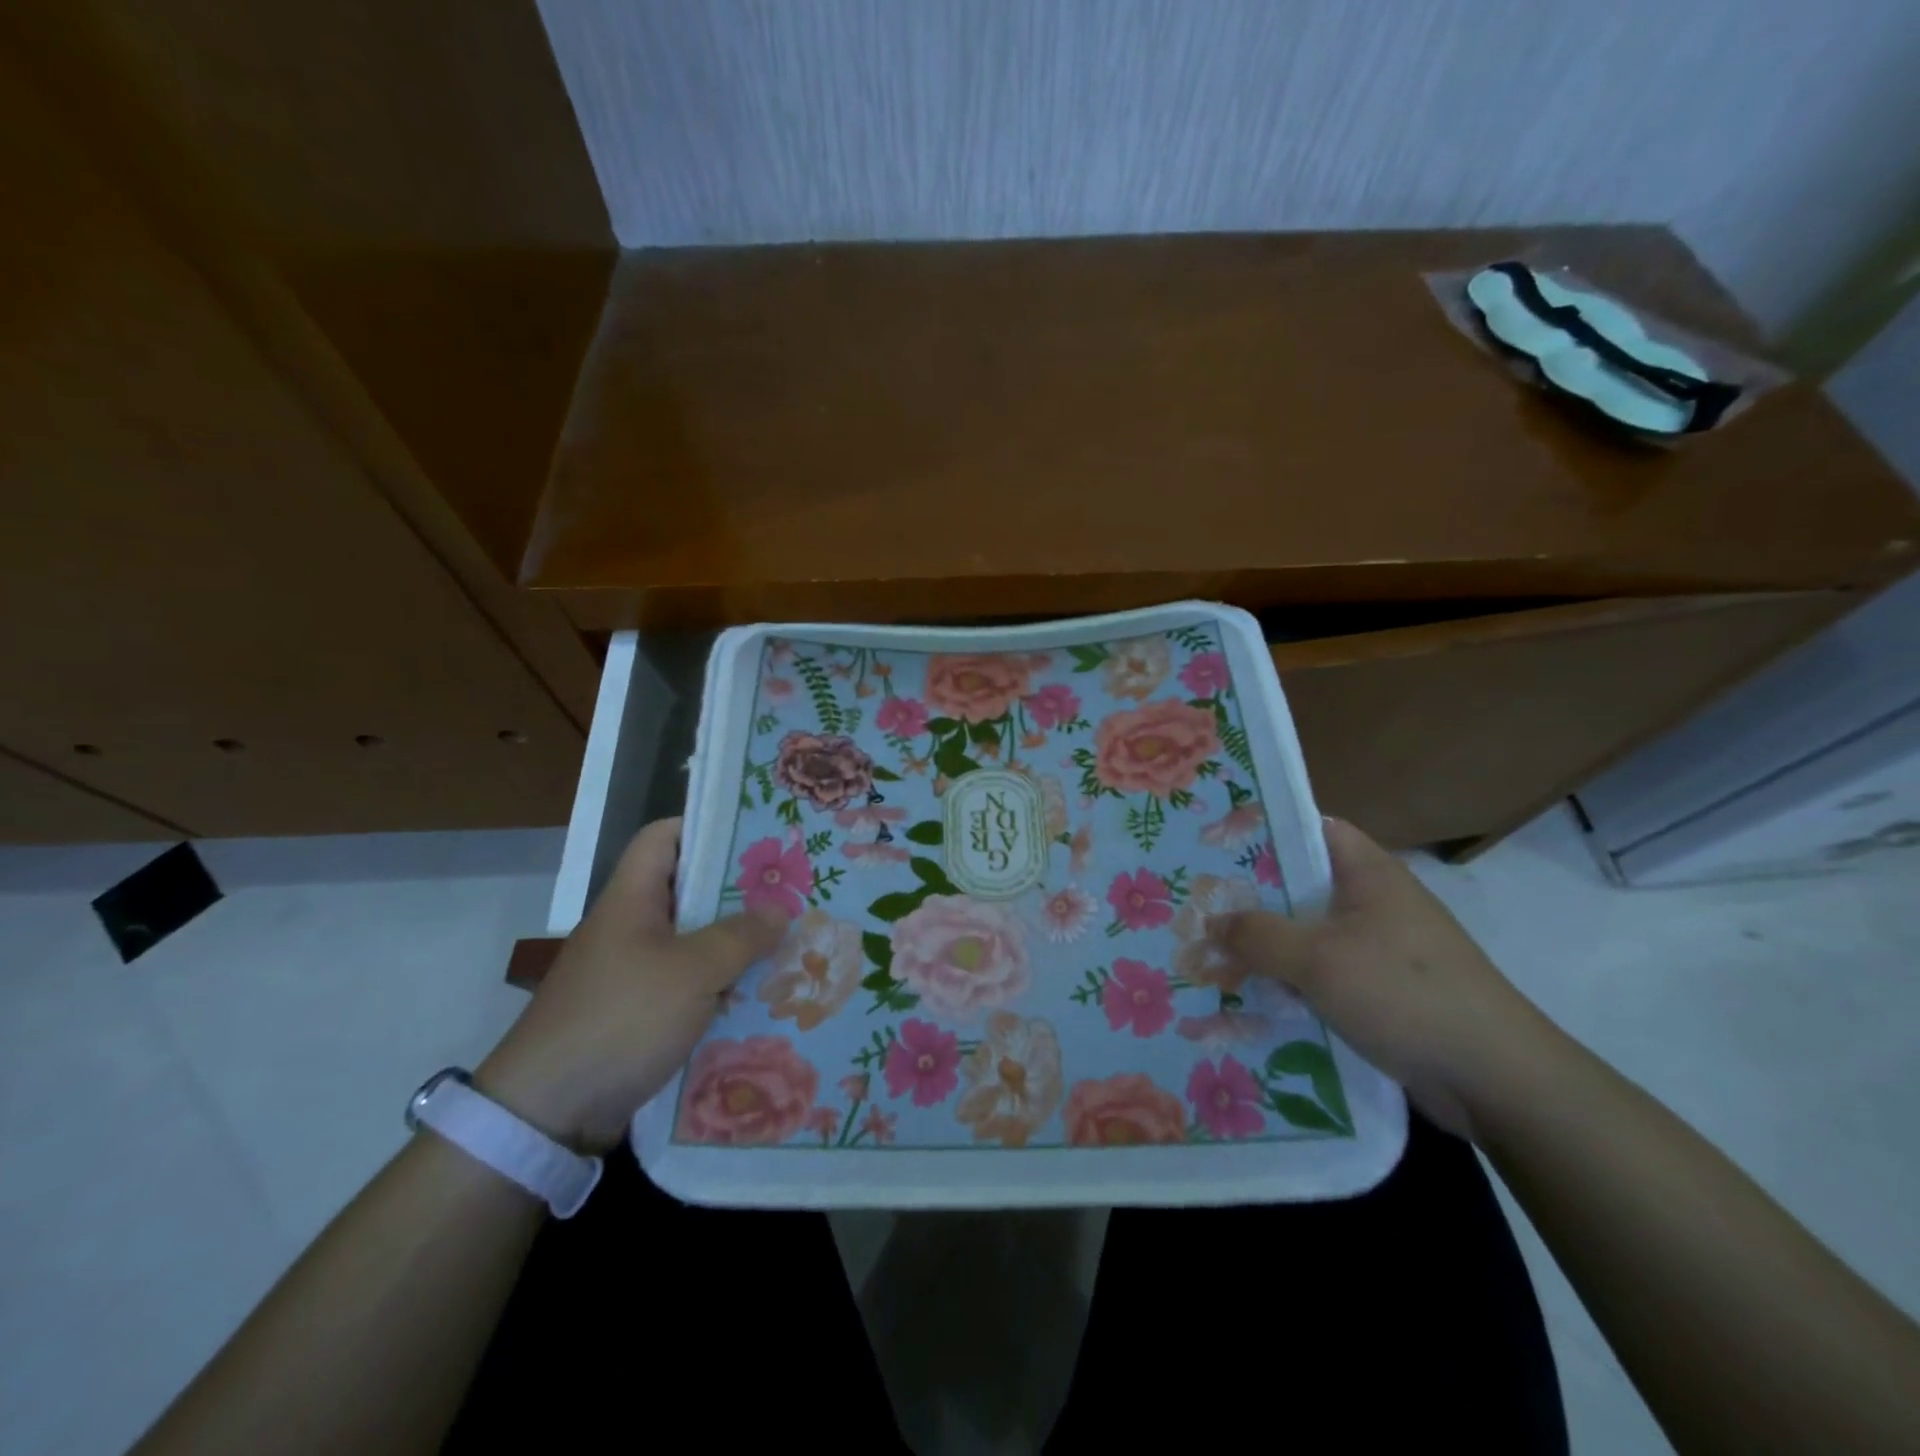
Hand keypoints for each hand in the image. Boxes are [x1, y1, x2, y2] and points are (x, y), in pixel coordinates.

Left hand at [476, 818, 785, 1152]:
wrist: (548, 1113)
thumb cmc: (621, 1019)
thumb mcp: (691, 971)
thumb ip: (740, 935)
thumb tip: (779, 910)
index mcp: (632, 898)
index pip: (664, 837)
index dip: (706, 827)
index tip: (757, 834)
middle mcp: (631, 927)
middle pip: (689, 889)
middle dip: (740, 889)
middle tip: (792, 887)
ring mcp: (634, 971)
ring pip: (695, 939)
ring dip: (736, 940)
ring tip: (790, 936)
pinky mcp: (640, 1012)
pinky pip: (690, 982)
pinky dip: (723, 981)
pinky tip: (762, 990)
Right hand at [1214, 818, 1563, 1139]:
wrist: (1495, 1080)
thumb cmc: (1403, 994)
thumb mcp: (1317, 959)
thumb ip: (1257, 936)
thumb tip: (1211, 923)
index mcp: (1369, 873)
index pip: (1310, 830)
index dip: (1264, 832)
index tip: (1214, 846)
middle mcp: (1377, 902)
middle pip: (1303, 886)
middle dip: (1252, 898)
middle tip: (1199, 905)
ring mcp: (1383, 949)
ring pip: (1310, 935)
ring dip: (1269, 947)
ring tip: (1213, 953)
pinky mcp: (1385, 992)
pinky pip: (1326, 975)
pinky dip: (1293, 982)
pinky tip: (1255, 997)